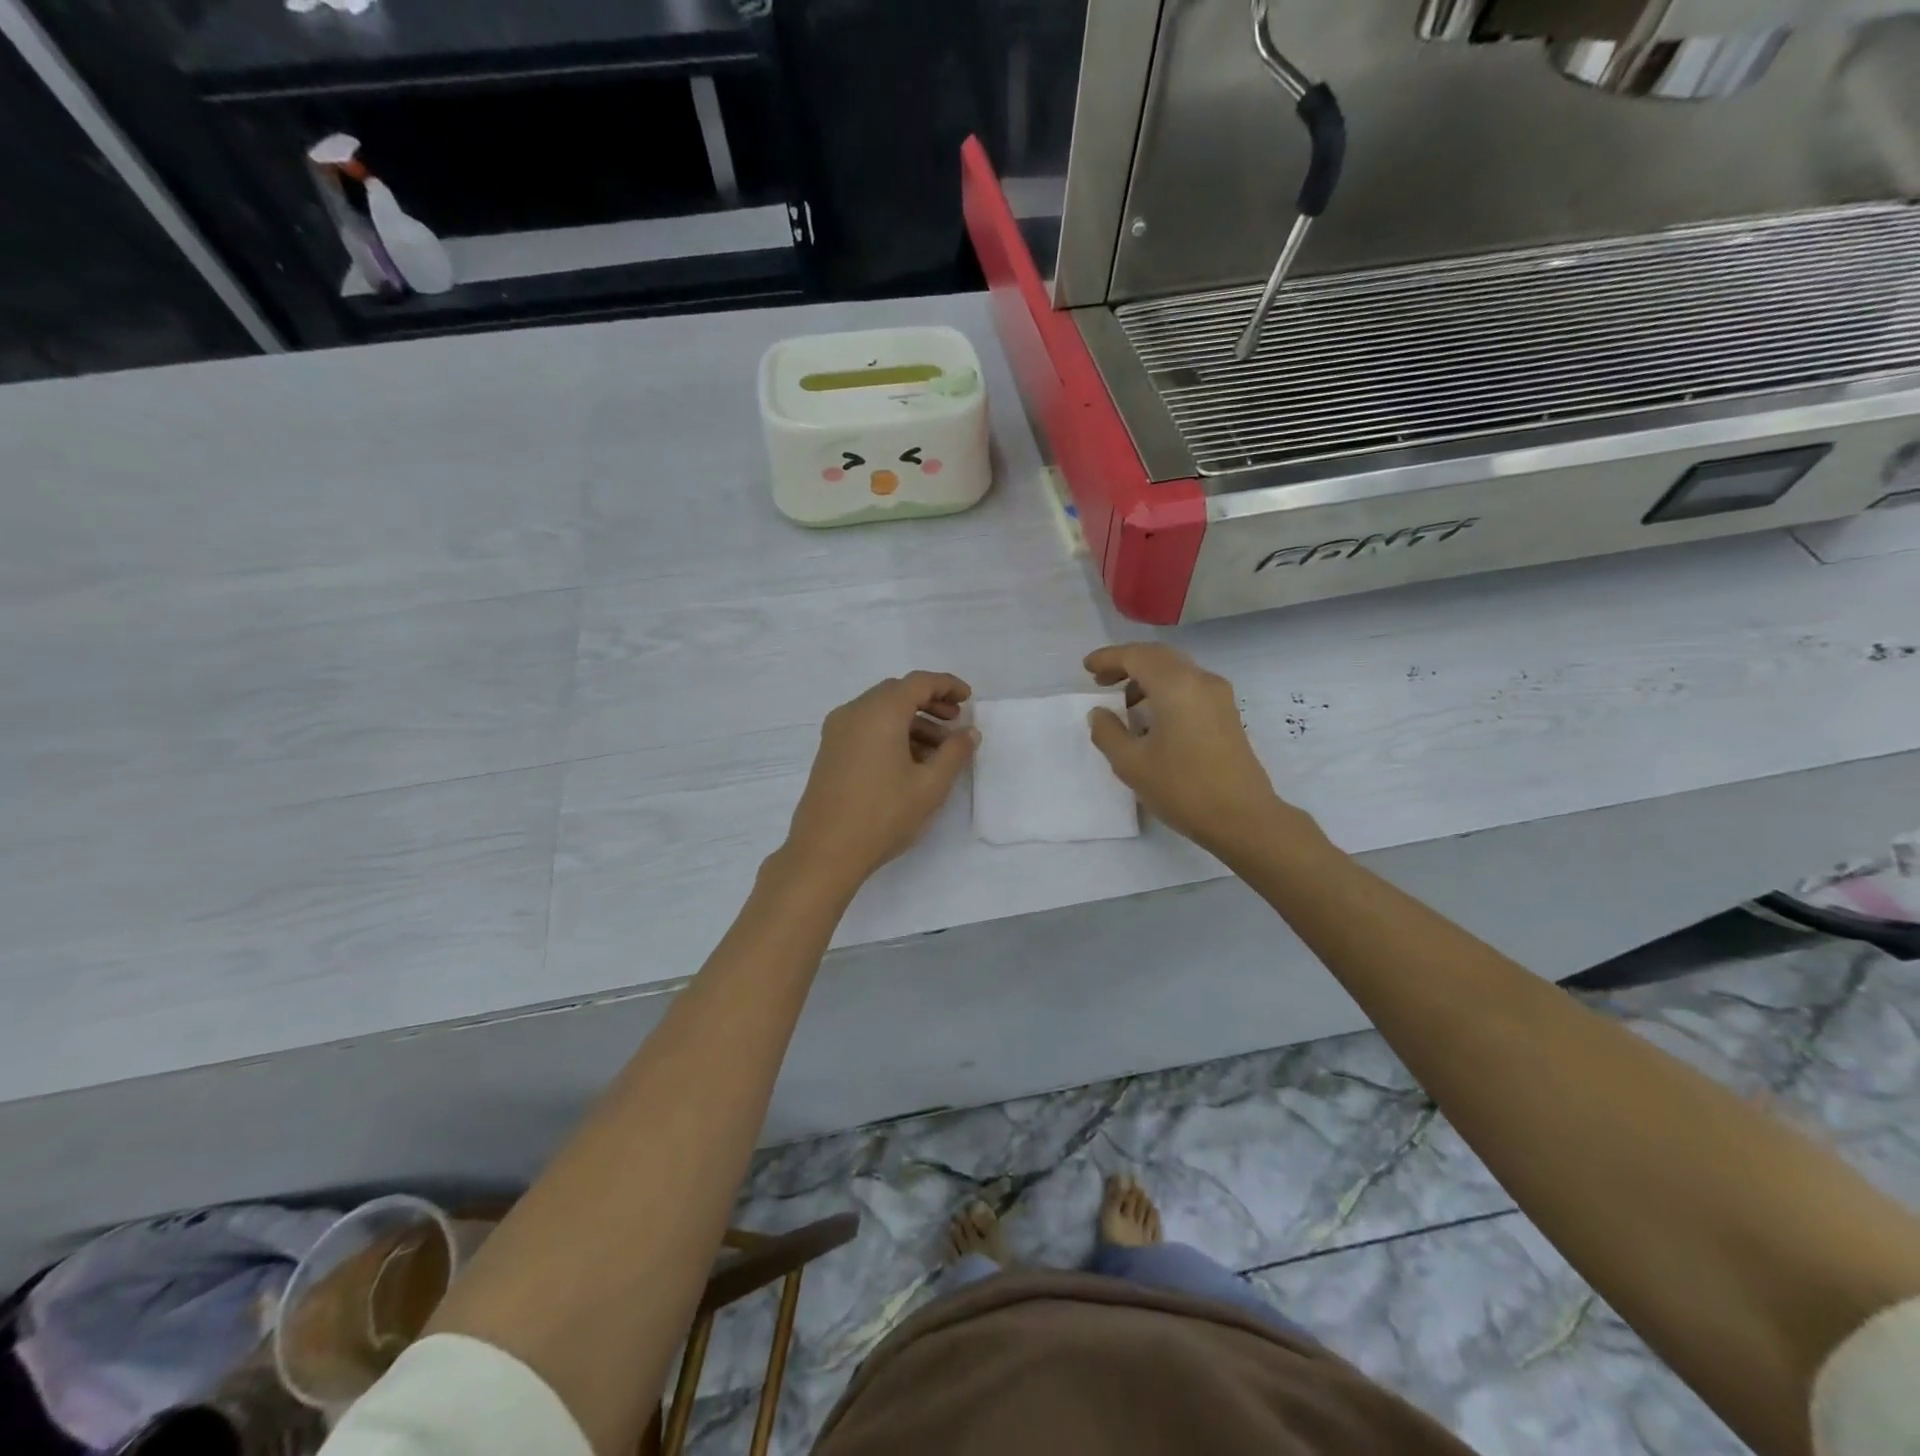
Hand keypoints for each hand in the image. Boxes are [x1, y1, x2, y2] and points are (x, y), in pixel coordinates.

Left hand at [778, 672, 977, 892]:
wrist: (824, 852)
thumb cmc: (882, 815)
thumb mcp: (930, 786)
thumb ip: (954, 753)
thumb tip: (968, 732)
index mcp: (880, 712)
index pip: (918, 682)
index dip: (947, 685)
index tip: (968, 699)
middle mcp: (854, 712)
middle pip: (897, 692)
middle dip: (930, 703)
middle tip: (955, 723)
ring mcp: (837, 732)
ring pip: (881, 711)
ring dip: (912, 721)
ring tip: (939, 751)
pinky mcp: (829, 752)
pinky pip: (866, 728)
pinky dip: (891, 733)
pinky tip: (910, 762)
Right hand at [1085, 643, 1312, 858]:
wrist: (1242, 818)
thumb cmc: (1182, 788)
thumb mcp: (1131, 764)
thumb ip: (1108, 732)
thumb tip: (1099, 713)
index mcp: (1175, 685)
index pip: (1136, 656)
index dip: (1108, 658)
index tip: (1086, 668)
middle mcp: (1200, 680)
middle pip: (1158, 657)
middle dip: (1127, 663)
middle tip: (1101, 680)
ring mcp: (1219, 696)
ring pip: (1176, 670)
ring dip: (1147, 677)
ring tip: (1125, 704)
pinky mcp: (1227, 713)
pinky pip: (1190, 686)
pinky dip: (1166, 690)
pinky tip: (1153, 718)